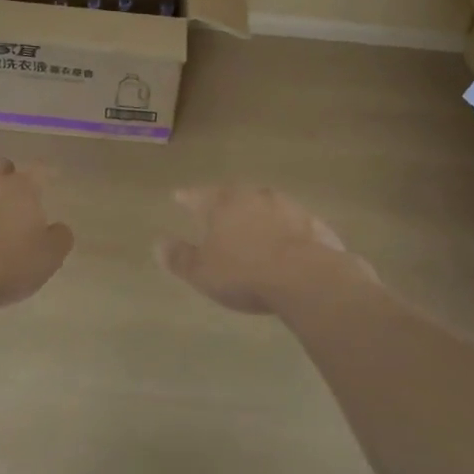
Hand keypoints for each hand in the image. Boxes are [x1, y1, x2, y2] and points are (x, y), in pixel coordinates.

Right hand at [157, 185, 378, 315]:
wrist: (308, 278)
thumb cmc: (245, 272)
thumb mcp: (202, 271)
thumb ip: (179, 257)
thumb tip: (158, 243)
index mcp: (225, 203)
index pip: (199, 196)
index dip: (187, 198)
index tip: (178, 196)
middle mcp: (256, 196)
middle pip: (235, 196)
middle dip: (226, 204)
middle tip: (219, 211)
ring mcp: (289, 208)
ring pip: (266, 207)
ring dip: (258, 216)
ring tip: (253, 229)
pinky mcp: (315, 225)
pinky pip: (293, 225)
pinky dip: (285, 232)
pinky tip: (286, 247)